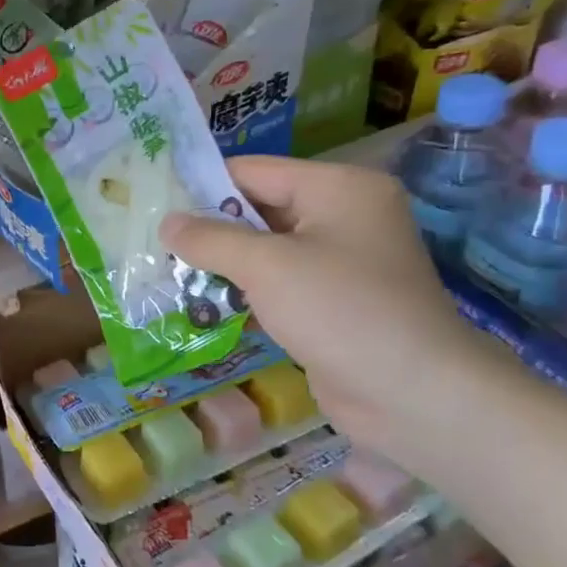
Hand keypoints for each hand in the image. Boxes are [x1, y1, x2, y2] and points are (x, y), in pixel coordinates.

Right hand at [162, 157, 507, 462]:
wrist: (412, 394)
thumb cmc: (338, 310)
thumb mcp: (265, 266)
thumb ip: (210, 239)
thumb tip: (166, 222)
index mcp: (337, 188)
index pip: (253, 172)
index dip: (202, 186)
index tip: (153, 204)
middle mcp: (342, 215)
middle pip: (258, 210)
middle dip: (208, 230)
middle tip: (154, 244)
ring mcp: (340, 261)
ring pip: (264, 251)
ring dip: (221, 264)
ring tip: (167, 274)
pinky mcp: (333, 301)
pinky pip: (277, 283)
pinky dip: (243, 291)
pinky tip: (202, 304)